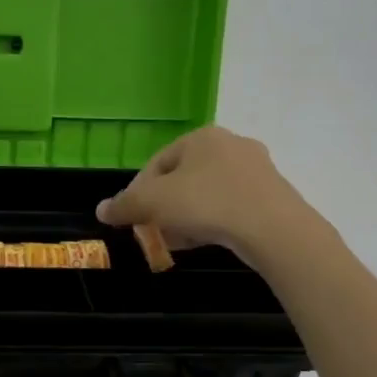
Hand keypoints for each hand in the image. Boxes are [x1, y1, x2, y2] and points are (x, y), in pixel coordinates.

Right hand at [96, 127, 302, 261]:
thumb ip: (124, 205)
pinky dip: (213, 220)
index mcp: (200, 136)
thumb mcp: (153, 203)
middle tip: (155, 231)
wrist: (274, 230)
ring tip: (178, 240)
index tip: (132, 219)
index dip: (138, 193)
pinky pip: (230, 204)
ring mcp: (256, 168)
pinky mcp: (272, 193)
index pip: (156, 163)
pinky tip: (206, 240)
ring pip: (206, 193)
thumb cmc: (207, 204)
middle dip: (164, 207)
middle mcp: (230, 144)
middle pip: (182, 178)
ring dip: (186, 216)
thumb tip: (101, 210)